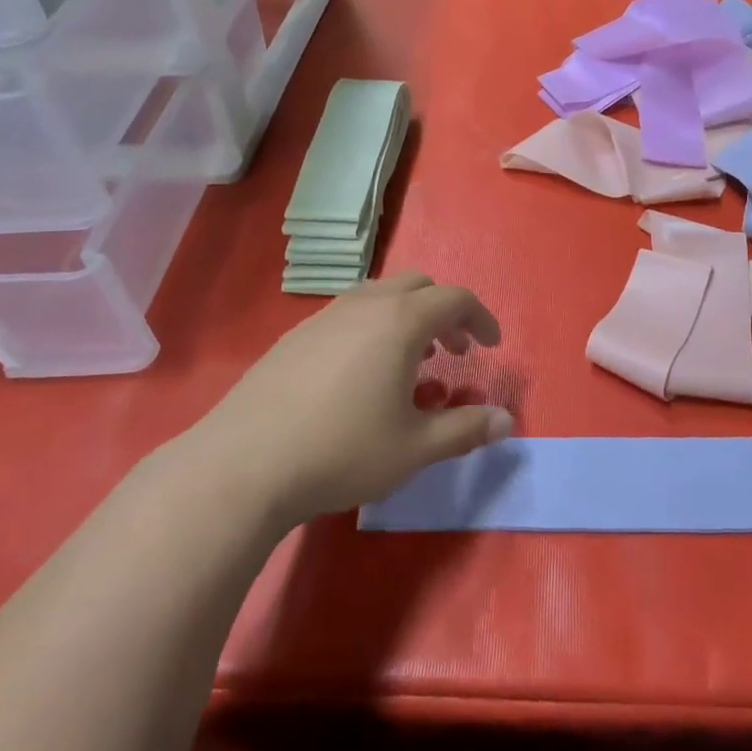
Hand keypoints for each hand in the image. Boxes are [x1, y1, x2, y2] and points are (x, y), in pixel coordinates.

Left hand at [191, 273, 511, 525]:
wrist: (245, 463)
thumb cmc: (344, 450)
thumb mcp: (416, 448)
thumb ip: (466, 429)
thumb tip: (506, 422)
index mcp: (400, 321)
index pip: (455, 299)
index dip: (481, 319)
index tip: (491, 347)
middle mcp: (364, 305)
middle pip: (417, 287)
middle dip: (444, 313)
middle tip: (454, 352)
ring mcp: (324, 317)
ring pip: (379, 296)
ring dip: (406, 318)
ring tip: (412, 360)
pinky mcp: (294, 336)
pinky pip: (348, 314)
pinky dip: (372, 328)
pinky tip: (361, 374)